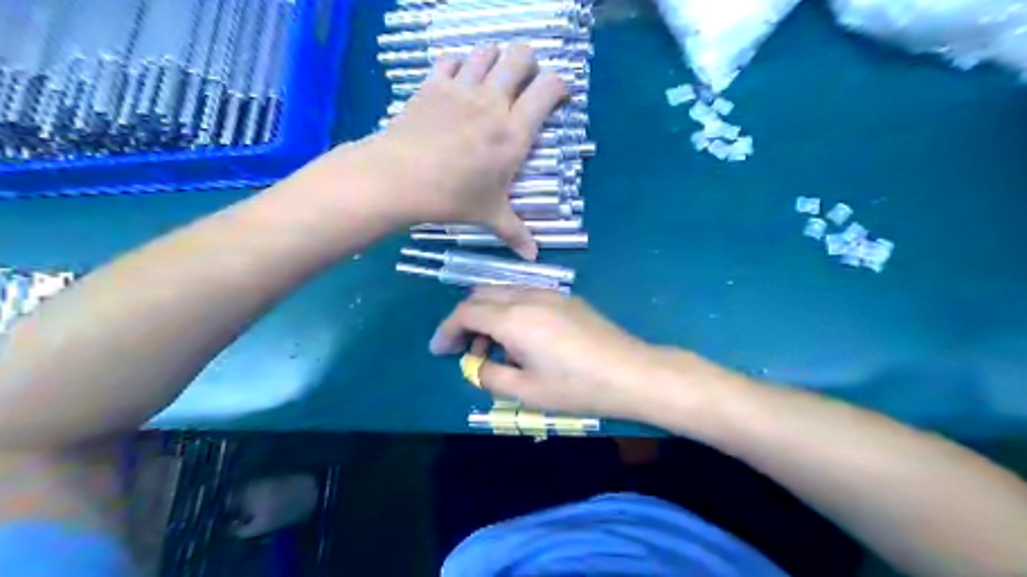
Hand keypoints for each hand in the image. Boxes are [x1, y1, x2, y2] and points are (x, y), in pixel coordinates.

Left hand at [359, 45, 563, 257]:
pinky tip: (459, 82)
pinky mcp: (434, 84)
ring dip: (496, 61)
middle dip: (530, 64)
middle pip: (522, 56)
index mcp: (514, 132)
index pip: (549, 89)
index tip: (558, 99)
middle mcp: (493, 102)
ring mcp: (462, 88)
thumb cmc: (451, 198)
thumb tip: (533, 257)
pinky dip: (461, 64)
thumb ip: (515, 232)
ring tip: (493, 81)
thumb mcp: (488, 215)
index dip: (560, 86)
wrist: (397, 179)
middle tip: (524, 86)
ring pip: (488, 52)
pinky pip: (452, 59)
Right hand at [428, 287, 661, 419]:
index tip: (439, 351)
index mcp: (514, 318)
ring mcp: (551, 294)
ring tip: (494, 350)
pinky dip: (511, 313)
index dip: (448, 330)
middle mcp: (529, 297)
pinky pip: (526, 297)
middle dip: (466, 320)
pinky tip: (523, 340)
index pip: (467, 312)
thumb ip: (490, 376)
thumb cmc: (576, 387)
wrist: (631, 373)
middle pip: (483, 295)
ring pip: (505, 294)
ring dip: (489, 316)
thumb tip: (475, 365)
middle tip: (465, 350)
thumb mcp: (526, 392)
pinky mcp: (568, 299)